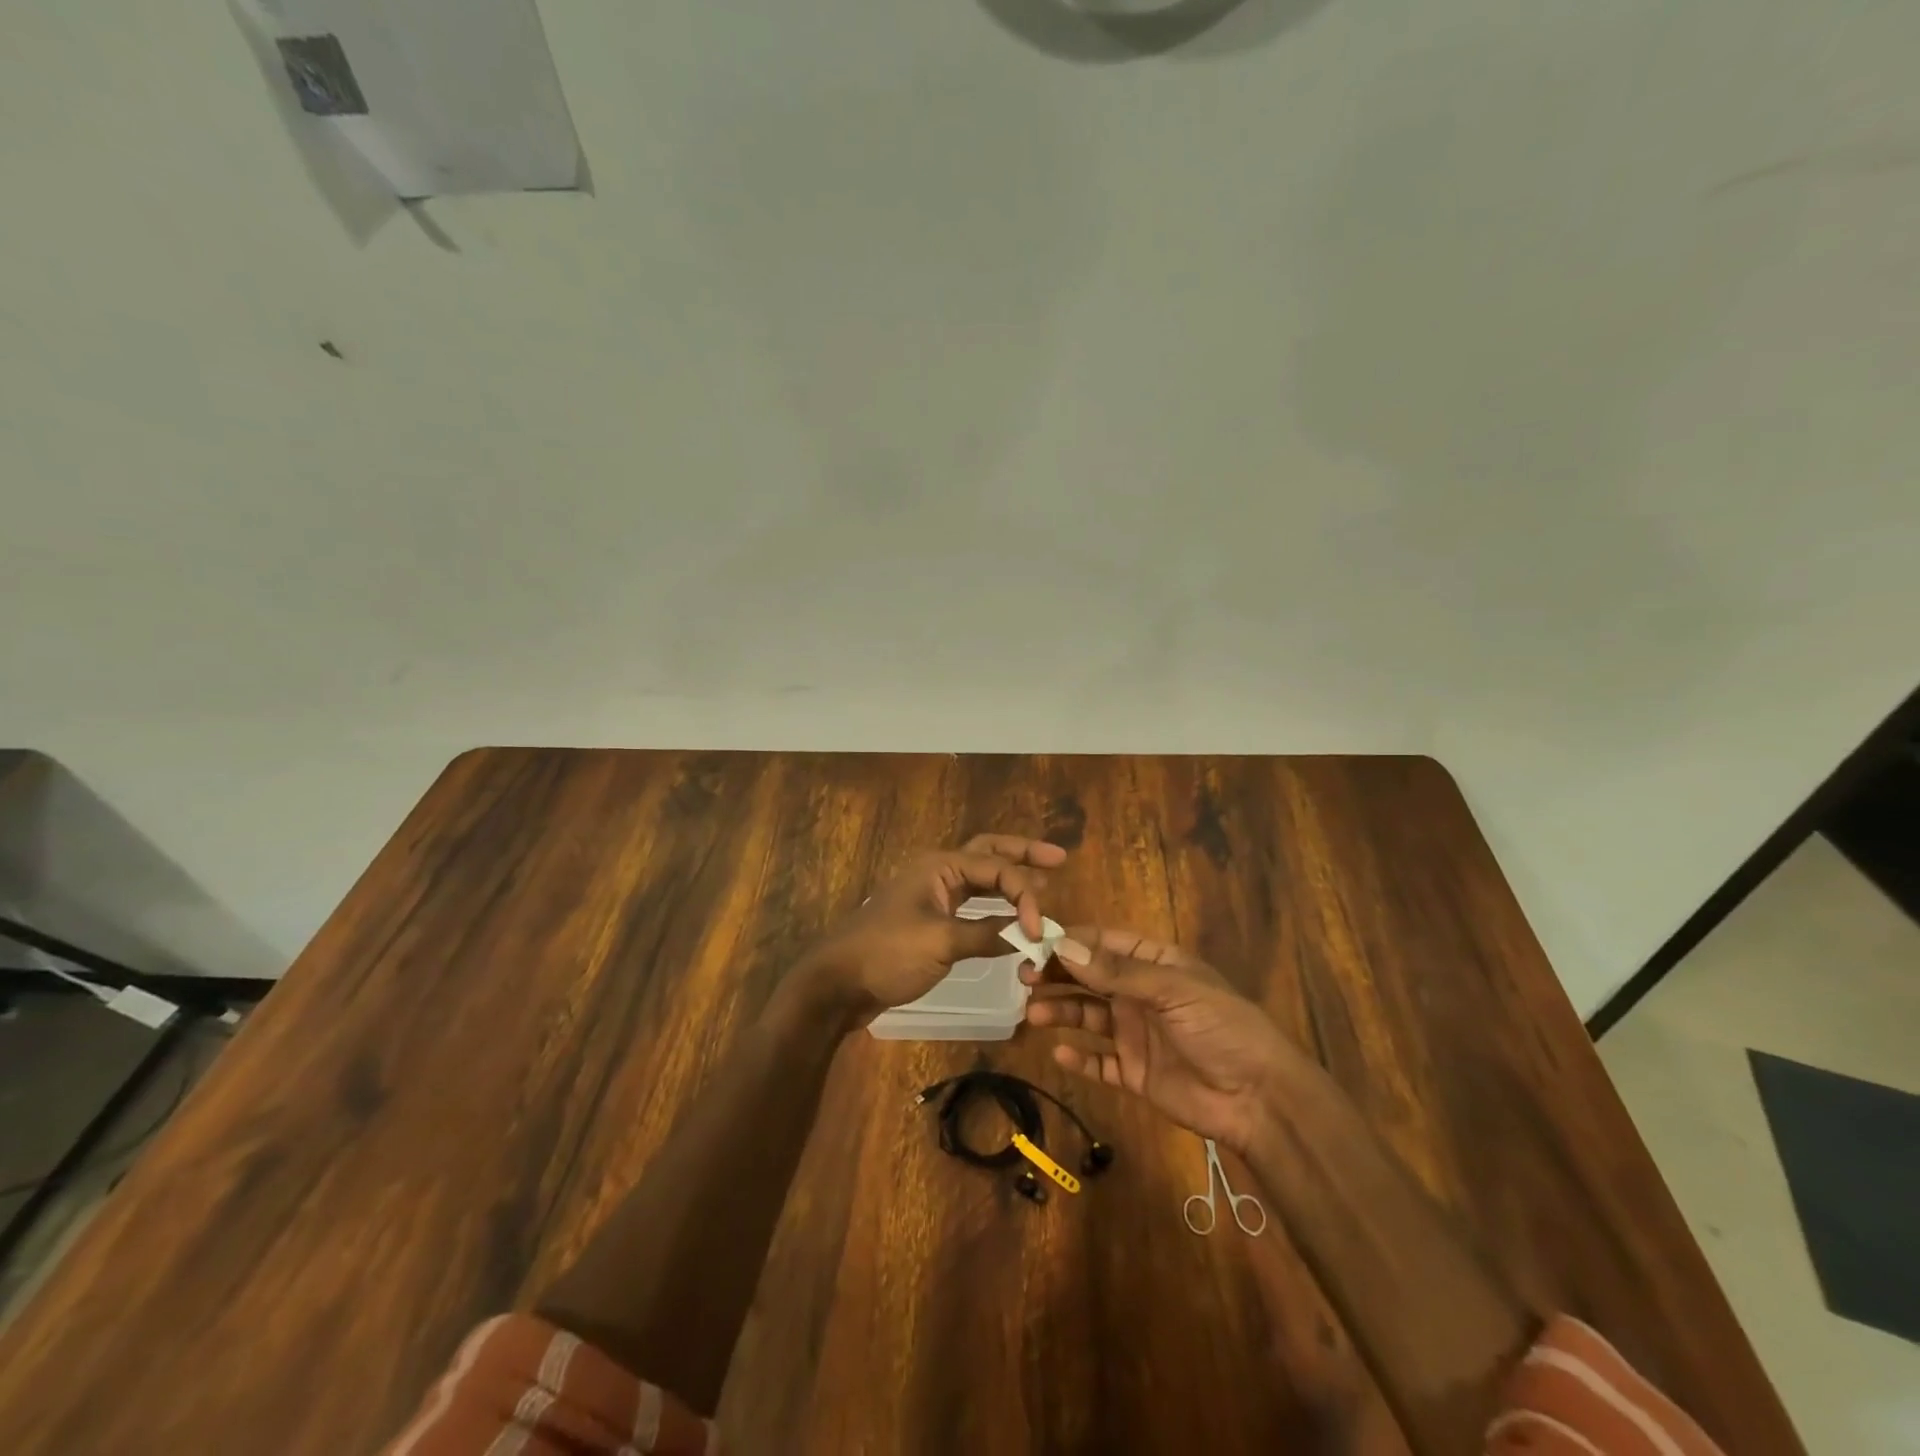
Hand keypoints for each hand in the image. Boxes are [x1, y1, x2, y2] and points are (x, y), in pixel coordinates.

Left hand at [796, 834, 1067, 1025]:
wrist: (838, 983)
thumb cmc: (887, 954)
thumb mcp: (941, 943)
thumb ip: (988, 935)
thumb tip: (1029, 937)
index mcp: (940, 866)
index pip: (997, 869)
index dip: (1026, 895)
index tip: (1039, 930)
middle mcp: (939, 872)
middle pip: (989, 854)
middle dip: (1023, 854)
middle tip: (1059, 858)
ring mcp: (933, 895)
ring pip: (980, 879)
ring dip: (1010, 880)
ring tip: (1044, 882)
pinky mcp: (930, 920)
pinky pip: (971, 904)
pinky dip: (994, 907)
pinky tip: (1011, 917)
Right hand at [1021, 927, 1303, 1154]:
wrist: (1260, 1098)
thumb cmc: (1221, 1028)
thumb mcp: (1173, 990)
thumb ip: (1117, 972)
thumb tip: (1064, 945)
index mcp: (1154, 964)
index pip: (1103, 942)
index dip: (1070, 939)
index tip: (1033, 940)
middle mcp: (1139, 994)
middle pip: (1089, 977)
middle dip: (1057, 974)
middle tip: (1023, 977)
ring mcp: (1135, 1033)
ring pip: (1087, 1016)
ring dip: (1060, 1012)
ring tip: (1032, 1012)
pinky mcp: (1134, 1072)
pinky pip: (1098, 1061)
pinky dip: (1078, 1058)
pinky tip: (1058, 1053)